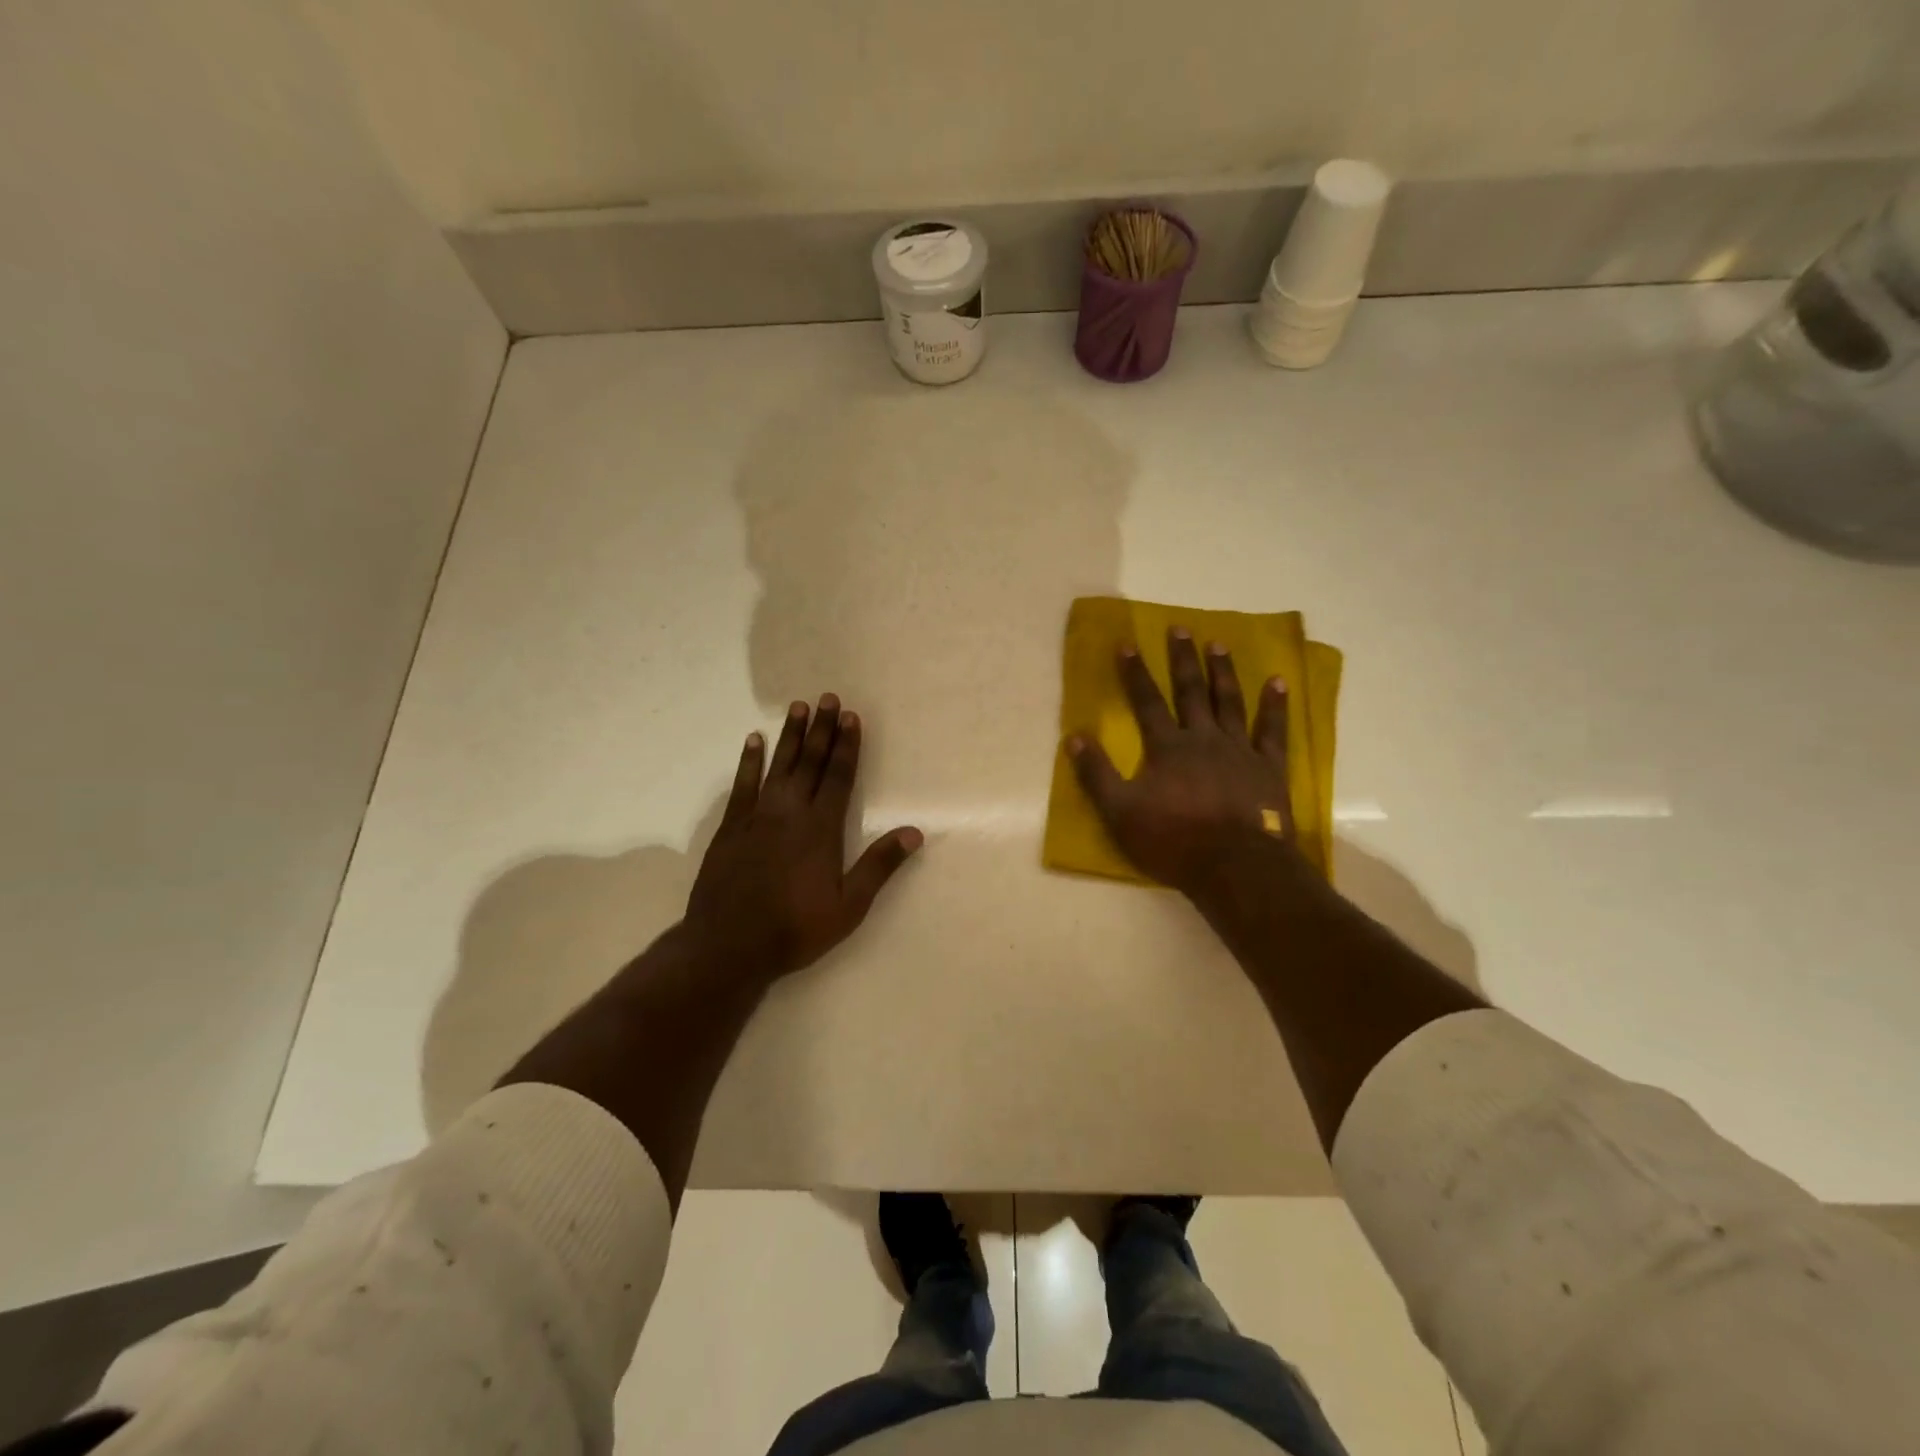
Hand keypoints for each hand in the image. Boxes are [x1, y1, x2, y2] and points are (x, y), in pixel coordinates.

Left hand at [684, 695, 922, 982]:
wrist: (729, 946)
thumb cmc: (795, 929)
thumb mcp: (848, 906)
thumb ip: (879, 866)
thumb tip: (914, 832)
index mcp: (821, 829)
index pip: (838, 777)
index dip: (846, 746)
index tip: (851, 717)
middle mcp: (789, 813)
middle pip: (809, 763)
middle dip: (821, 730)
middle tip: (827, 698)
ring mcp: (756, 817)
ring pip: (777, 766)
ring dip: (789, 736)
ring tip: (798, 707)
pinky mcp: (730, 828)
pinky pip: (742, 785)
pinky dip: (749, 761)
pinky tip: (753, 741)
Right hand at [1067, 627, 1298, 897]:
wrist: (1234, 866)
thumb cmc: (1173, 841)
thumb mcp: (1120, 812)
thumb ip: (1096, 774)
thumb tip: (1073, 737)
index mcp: (1167, 748)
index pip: (1146, 702)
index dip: (1135, 673)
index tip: (1128, 643)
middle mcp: (1203, 738)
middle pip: (1190, 691)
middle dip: (1182, 659)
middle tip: (1180, 628)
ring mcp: (1239, 750)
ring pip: (1229, 702)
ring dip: (1222, 672)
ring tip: (1219, 644)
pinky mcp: (1268, 768)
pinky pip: (1272, 730)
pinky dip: (1274, 706)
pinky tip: (1277, 682)